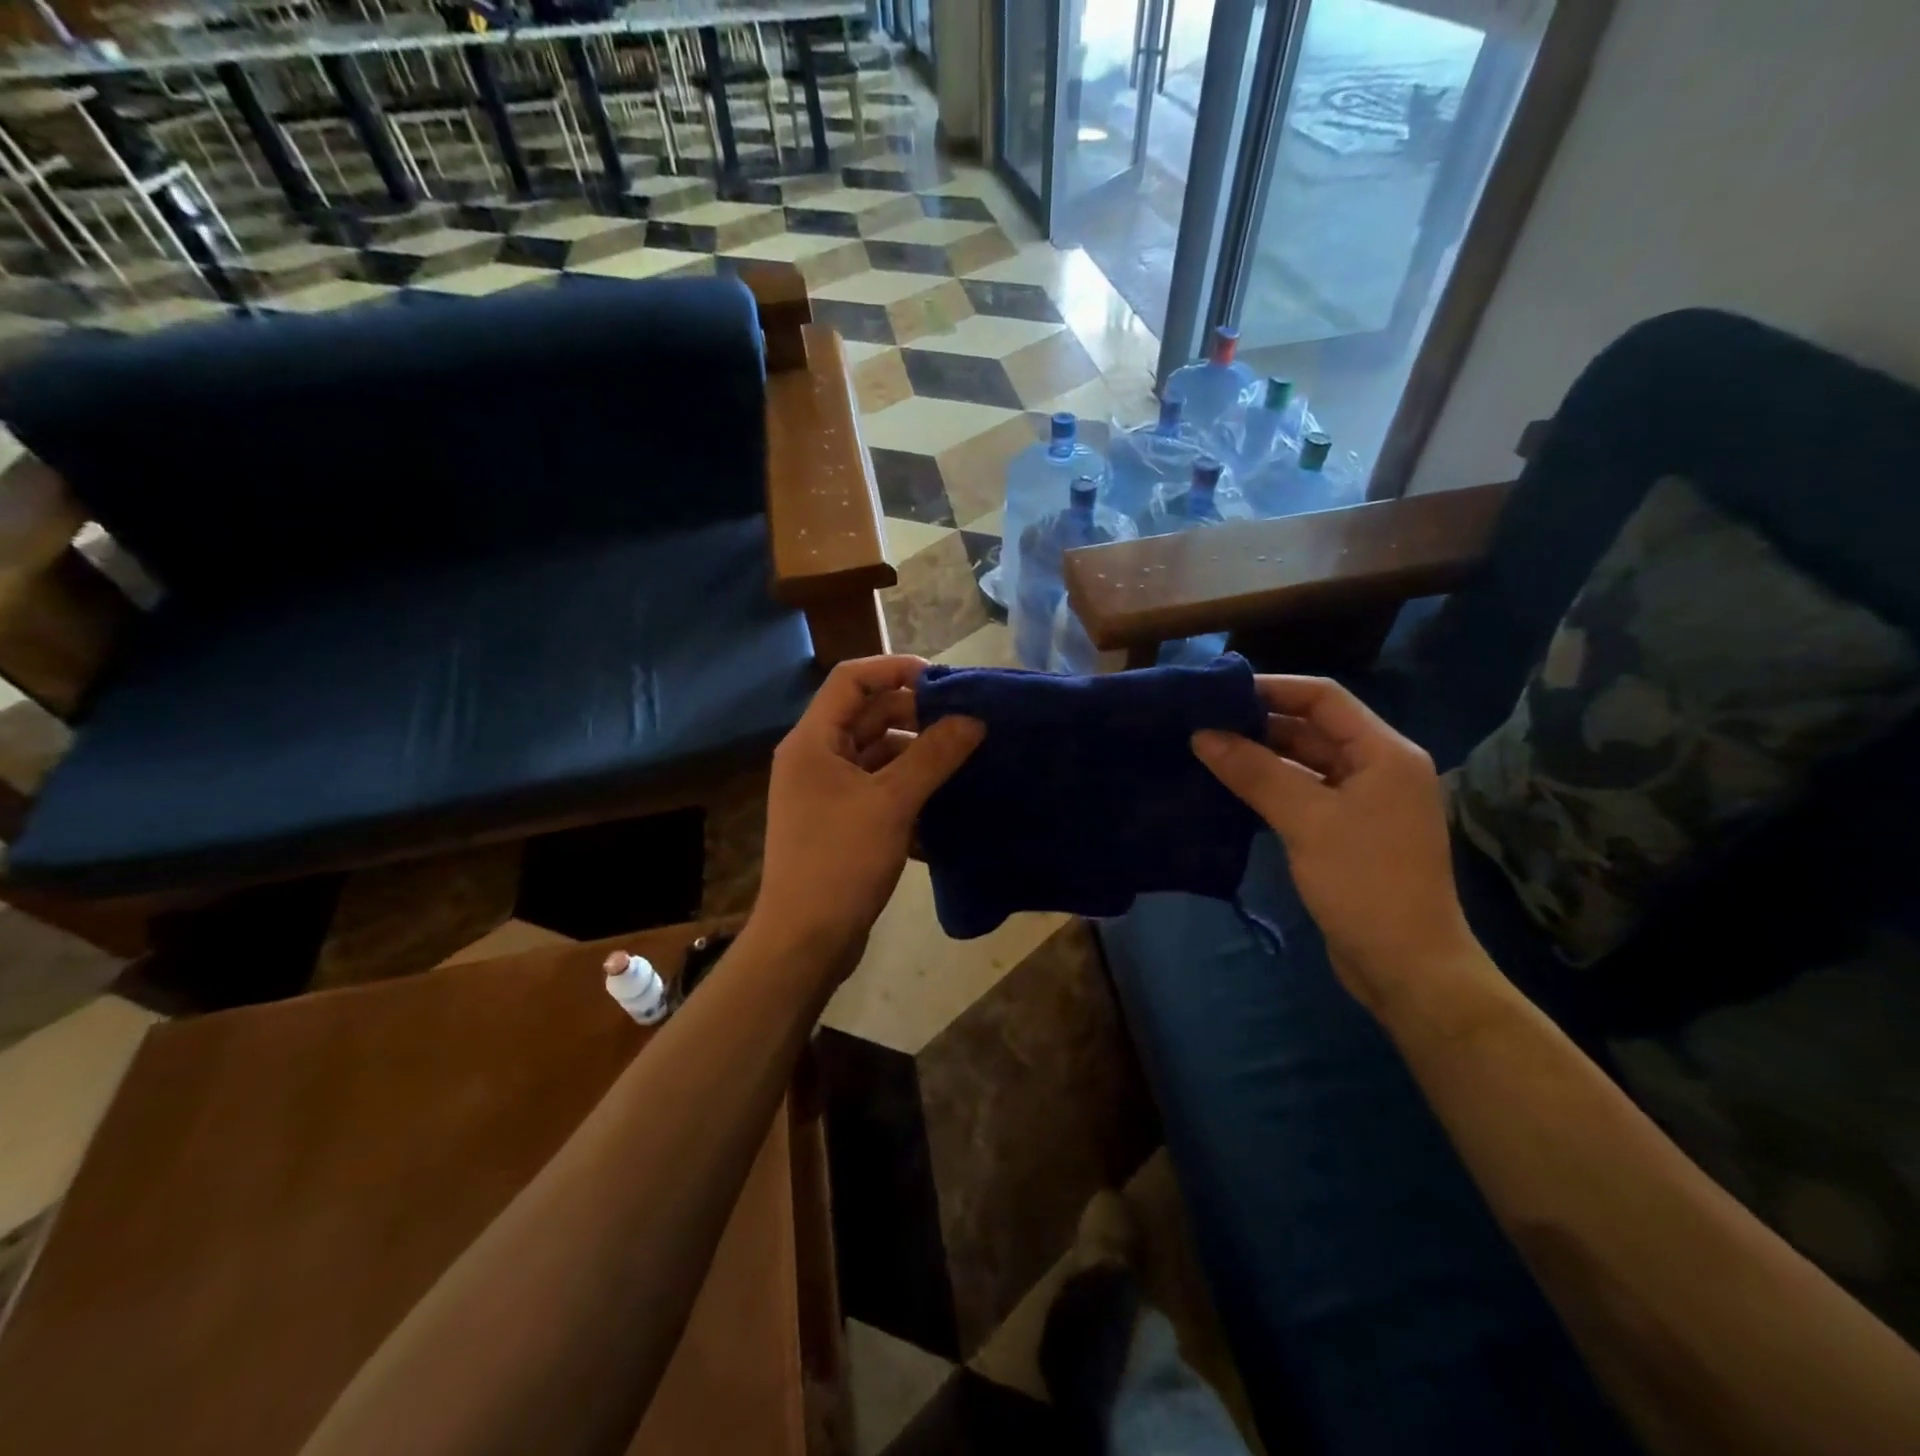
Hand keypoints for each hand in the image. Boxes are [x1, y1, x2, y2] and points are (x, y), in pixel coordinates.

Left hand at [752, 655, 983, 977]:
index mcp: (813, 741)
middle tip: (965, 724)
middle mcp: (815, 758)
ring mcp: (827, 792)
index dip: (896, 669)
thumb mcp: (892, 802)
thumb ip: (934, 755)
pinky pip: (878, 788)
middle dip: (916, 715)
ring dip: (917, 754)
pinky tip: (945, 800)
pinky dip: (908, 788)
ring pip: (877, 754)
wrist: (805, 941)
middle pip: (868, 716)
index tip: (944, 682)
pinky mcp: (841, 823)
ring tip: (964, 760)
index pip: (852, 679)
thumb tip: (973, 719)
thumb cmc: (840, 861)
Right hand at [1192, 675, 1477, 1017]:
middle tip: (1202, 723)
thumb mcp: (1306, 820)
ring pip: (1305, 763)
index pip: (1324, 699)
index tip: (1218, 692)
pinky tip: (1230, 791)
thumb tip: (1202, 735)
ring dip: (1261, 758)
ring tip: (1207, 752)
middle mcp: (1378, 769)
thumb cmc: (1365, 883)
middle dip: (1259, 724)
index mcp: (1384, 753)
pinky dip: (1270, 789)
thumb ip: (1254, 772)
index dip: (1272, 688)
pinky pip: (1303, 795)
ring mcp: (1364, 804)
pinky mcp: (1347, 834)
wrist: (1406, 968)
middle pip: (1313, 729)